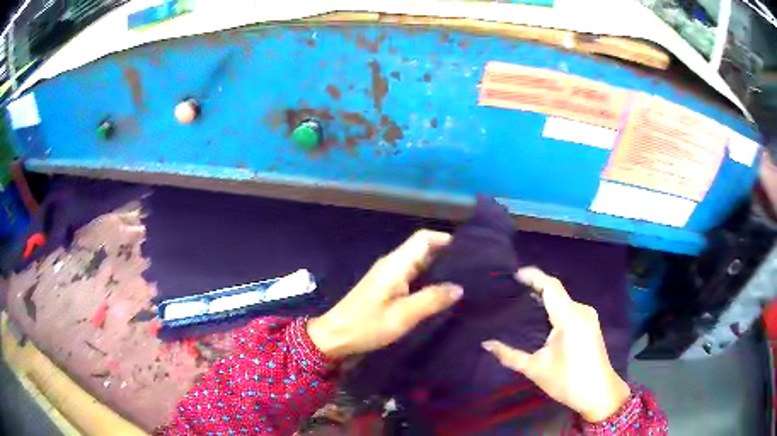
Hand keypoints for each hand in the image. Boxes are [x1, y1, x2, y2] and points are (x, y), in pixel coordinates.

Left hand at [307, 230, 462, 359]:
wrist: (335, 336)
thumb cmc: (367, 325)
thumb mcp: (403, 316)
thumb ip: (431, 299)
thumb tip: (459, 287)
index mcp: (396, 264)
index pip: (424, 238)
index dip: (447, 239)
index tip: (471, 251)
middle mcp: (393, 264)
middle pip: (423, 248)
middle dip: (448, 254)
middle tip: (473, 268)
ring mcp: (389, 275)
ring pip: (419, 262)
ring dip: (440, 267)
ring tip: (464, 279)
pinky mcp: (387, 286)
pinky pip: (413, 275)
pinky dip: (429, 278)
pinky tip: (442, 291)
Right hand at [482, 267, 629, 422]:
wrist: (599, 393)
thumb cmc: (568, 381)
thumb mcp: (536, 369)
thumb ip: (509, 355)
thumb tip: (486, 344)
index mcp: (569, 317)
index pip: (550, 286)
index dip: (533, 276)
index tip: (514, 274)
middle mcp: (581, 310)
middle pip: (557, 292)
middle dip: (536, 288)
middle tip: (512, 293)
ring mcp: (589, 316)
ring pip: (564, 300)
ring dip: (546, 300)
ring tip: (524, 305)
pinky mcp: (591, 323)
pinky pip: (570, 308)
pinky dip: (555, 309)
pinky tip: (543, 320)